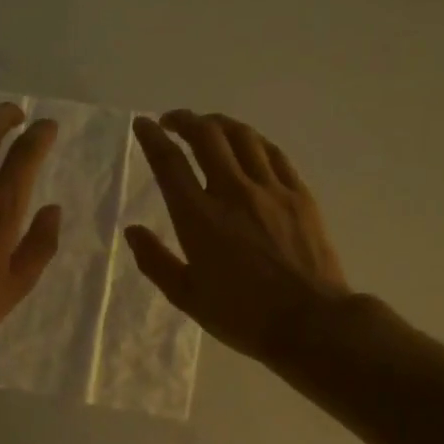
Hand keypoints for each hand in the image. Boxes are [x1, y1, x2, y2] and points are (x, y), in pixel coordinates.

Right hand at [124, 110, 351, 363]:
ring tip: (207, 125)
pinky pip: (273, 154)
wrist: (310, 323)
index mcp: (199, 218)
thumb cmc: (242, 316)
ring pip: (242, 137)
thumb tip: (132, 230)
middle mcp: (233, 192)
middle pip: (207, 136)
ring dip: (219, 124)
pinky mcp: (299, 195)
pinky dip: (253, 141)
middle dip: (185, 120)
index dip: (152, 138)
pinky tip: (247, 143)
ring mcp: (270, 190)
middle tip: (172, 121)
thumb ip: (155, 261)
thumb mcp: (187, 296)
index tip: (142, 125)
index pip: (170, 163)